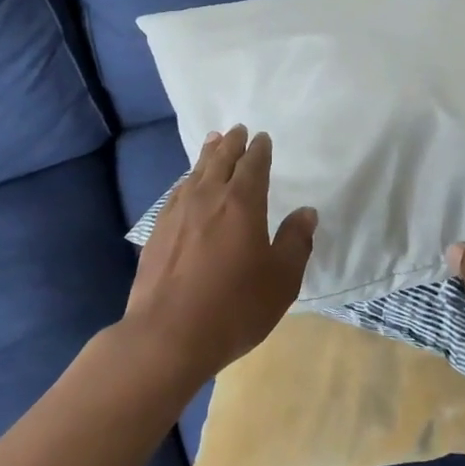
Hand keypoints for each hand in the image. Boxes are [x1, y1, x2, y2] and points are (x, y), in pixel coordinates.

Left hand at [125, 125, 317, 384]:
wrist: (167, 336)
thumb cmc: (234, 307)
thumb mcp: (281, 280)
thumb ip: (296, 242)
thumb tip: (306, 212)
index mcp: (242, 202)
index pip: (253, 164)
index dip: (259, 149)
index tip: (262, 138)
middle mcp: (209, 197)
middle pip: (221, 159)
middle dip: (232, 142)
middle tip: (237, 129)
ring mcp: (178, 212)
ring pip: (196, 172)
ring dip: (208, 154)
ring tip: (213, 141)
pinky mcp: (158, 231)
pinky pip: (177, 192)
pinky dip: (187, 180)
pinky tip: (186, 184)